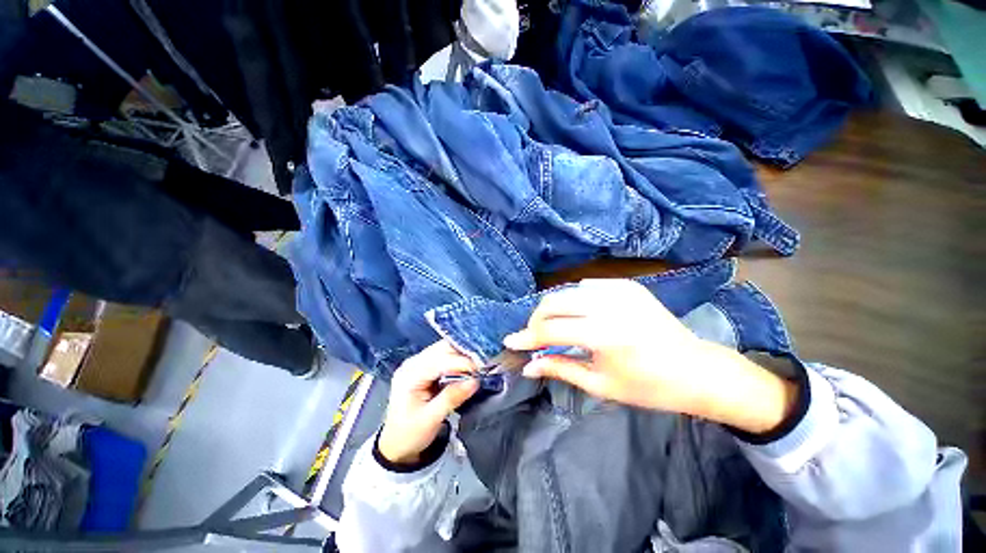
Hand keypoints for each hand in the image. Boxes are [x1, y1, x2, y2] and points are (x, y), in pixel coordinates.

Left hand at [377, 341, 479, 463]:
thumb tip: (475, 381)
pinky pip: (444, 357)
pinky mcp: (424, 368)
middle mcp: (413, 363)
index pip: (439, 361)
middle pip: (442, 349)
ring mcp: (418, 364)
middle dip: (463, 355)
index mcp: (410, 375)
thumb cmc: (410, 434)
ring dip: (462, 356)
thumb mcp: (431, 419)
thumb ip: (452, 397)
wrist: (396, 446)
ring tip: (478, 365)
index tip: (481, 369)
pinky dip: (457, 361)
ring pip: (444, 350)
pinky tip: (468, 367)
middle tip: (483, 364)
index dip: (461, 362)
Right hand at [504, 279, 795, 433]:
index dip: (527, 337)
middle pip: (553, 302)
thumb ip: (560, 369)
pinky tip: (576, 314)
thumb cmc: (649, 387)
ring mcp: (619, 289)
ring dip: (553, 308)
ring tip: (553, 326)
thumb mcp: (600, 385)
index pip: (550, 331)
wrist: (697, 370)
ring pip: (567, 291)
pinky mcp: (626, 285)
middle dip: (536, 319)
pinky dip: (573, 299)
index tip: (510, 342)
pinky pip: (586, 286)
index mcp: (604, 335)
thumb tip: (528, 365)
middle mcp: (608, 305)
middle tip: (533, 336)